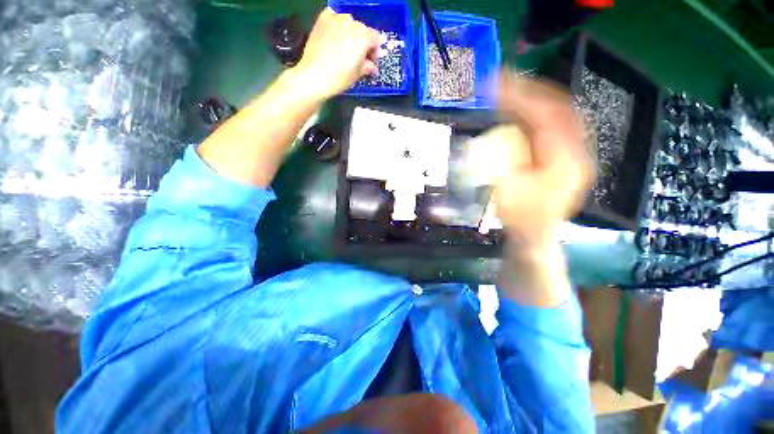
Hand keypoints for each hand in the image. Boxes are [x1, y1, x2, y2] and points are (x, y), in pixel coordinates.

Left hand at [293, 8, 379, 99]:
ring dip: (350, 32)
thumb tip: (373, 68)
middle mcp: (352, 24)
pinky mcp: (323, 20)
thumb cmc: (340, 78)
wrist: (315, 75)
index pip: (376, 39)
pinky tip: (335, 33)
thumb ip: (368, 67)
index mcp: (364, 38)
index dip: (374, 51)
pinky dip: (336, 22)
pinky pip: (333, 15)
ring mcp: (336, 20)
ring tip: (346, 46)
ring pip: (349, 21)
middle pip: (363, 30)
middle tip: (359, 57)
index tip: (371, 62)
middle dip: (363, 42)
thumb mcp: (358, 74)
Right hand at [493, 73, 595, 247]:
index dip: (522, 96)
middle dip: (529, 91)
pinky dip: (535, 115)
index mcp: (565, 160)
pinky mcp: (563, 159)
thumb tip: (502, 131)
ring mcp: (572, 155)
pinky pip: (553, 128)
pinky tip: (520, 113)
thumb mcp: (508, 191)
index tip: (497, 85)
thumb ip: (507, 159)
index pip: (547, 116)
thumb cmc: (521, 218)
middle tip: (502, 82)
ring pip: (558, 116)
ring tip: (509, 92)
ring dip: (533, 101)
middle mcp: (576, 152)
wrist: (534, 235)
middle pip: (558, 109)